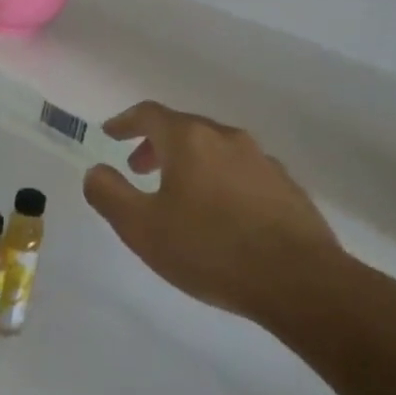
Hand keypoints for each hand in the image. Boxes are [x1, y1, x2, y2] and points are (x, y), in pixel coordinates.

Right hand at [83, 101, 348, 323]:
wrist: (299, 280)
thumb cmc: (209, 249)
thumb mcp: (141, 228)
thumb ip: (109, 194)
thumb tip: (96, 171)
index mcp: (189, 140)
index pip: (149, 114)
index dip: (125, 121)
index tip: (110, 134)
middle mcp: (227, 138)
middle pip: (184, 128)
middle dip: (156, 144)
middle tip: (139, 168)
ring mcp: (262, 161)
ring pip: (215, 149)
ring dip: (189, 162)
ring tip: (178, 194)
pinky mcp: (286, 187)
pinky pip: (241, 171)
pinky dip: (219, 179)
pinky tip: (220, 213)